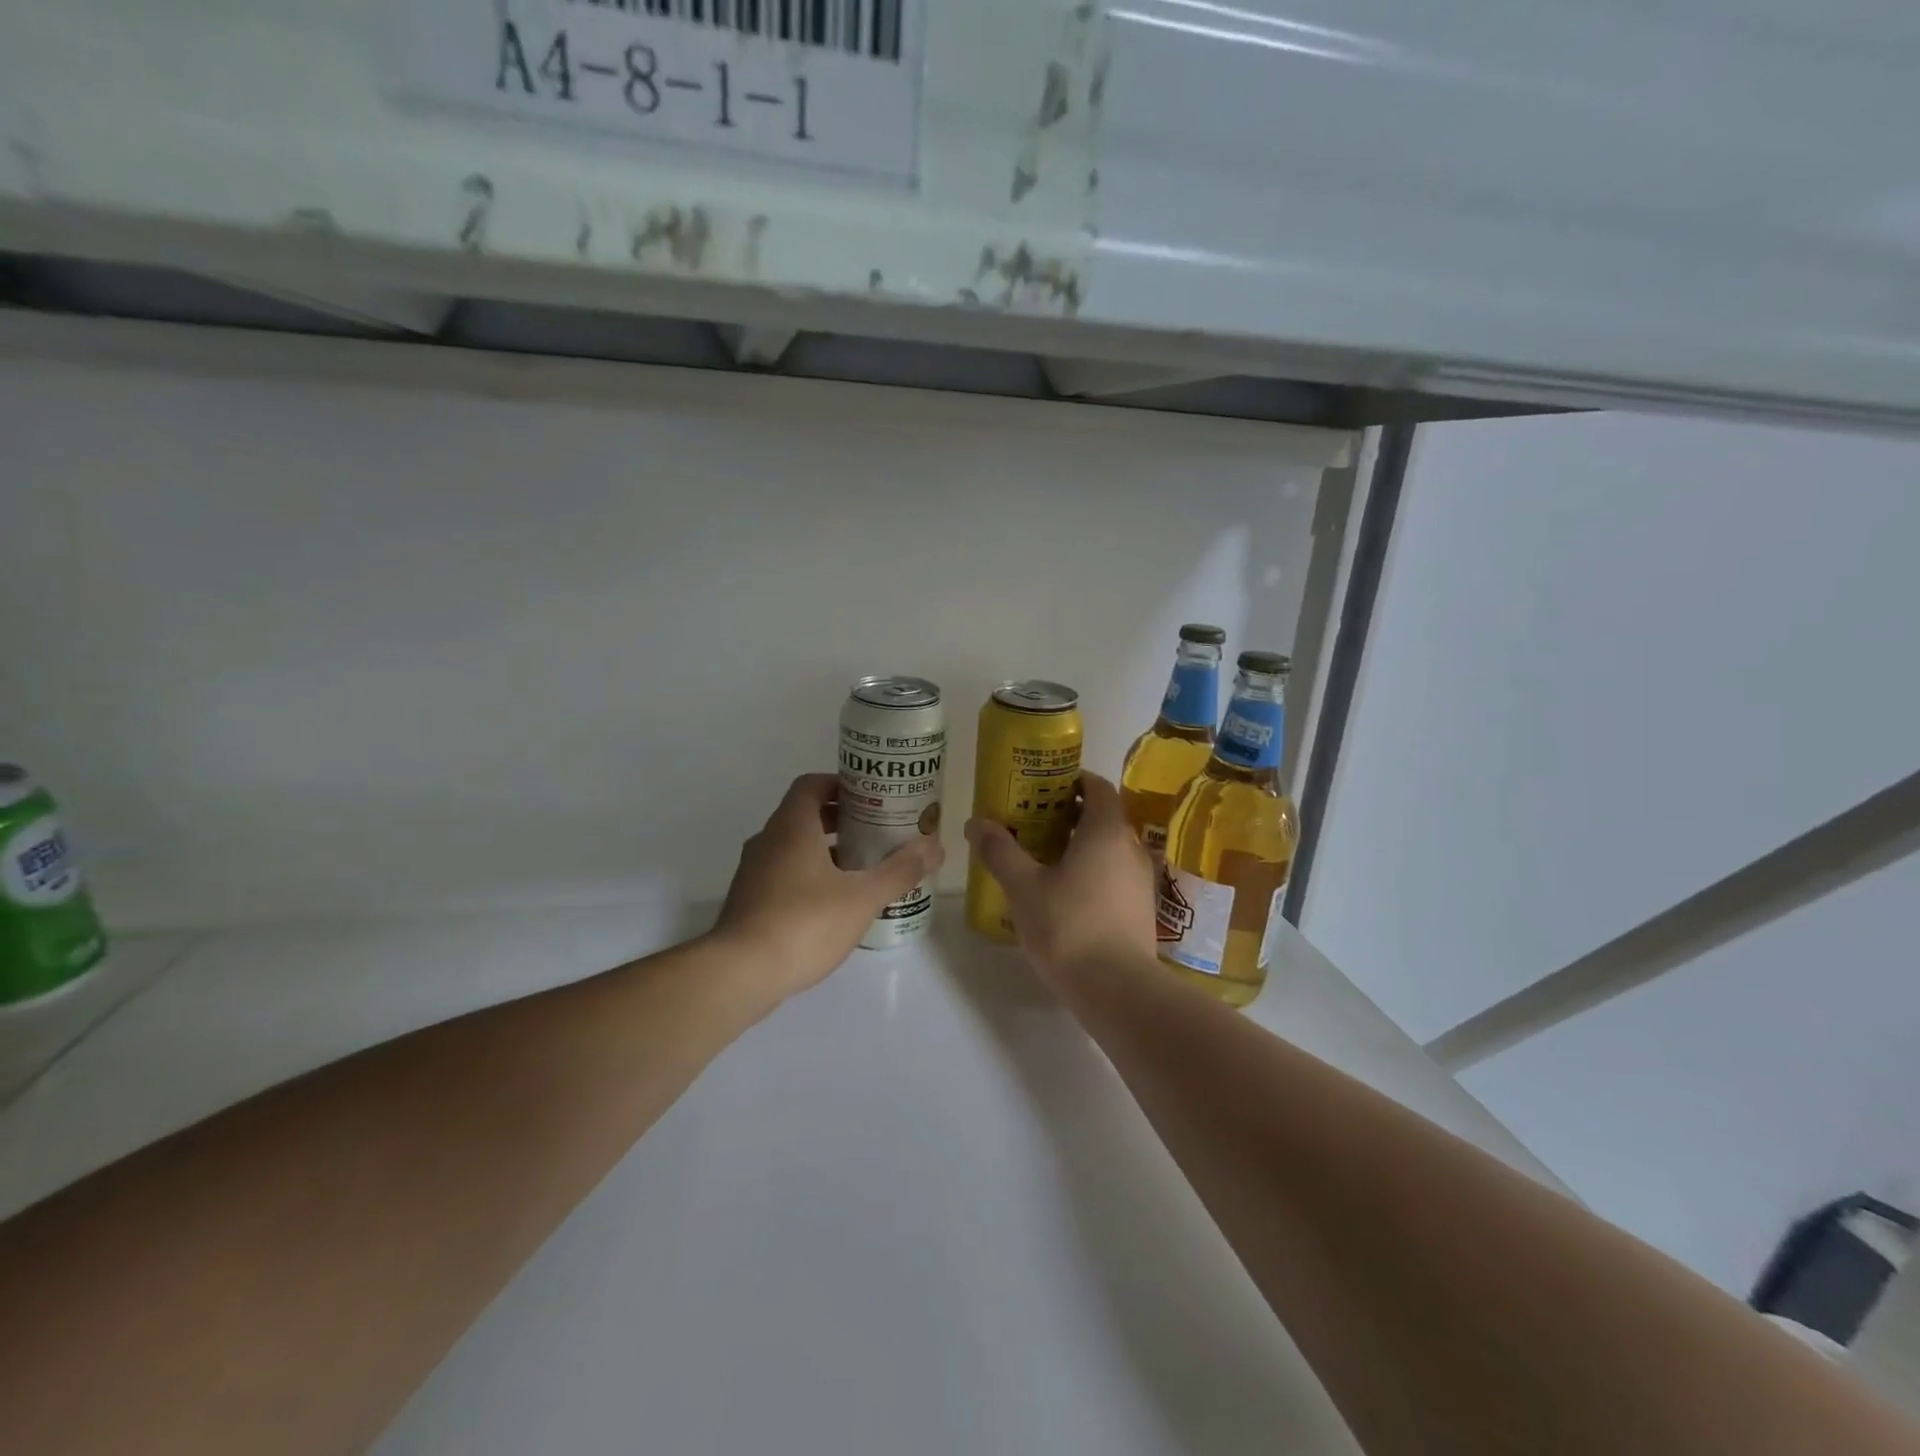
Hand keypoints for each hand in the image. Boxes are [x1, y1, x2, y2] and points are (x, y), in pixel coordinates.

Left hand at [710, 773, 944, 998]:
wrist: (739, 974)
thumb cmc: (804, 923)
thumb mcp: (862, 897)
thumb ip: (900, 870)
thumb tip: (936, 846)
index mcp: (792, 826)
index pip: (812, 785)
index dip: (842, 785)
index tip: (872, 797)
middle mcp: (768, 841)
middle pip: (805, 815)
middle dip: (842, 820)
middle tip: (878, 832)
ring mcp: (754, 872)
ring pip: (794, 847)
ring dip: (827, 850)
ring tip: (863, 868)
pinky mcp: (749, 902)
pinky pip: (784, 874)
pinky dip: (810, 876)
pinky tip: (836, 903)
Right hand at [964, 771, 1157, 981]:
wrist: (1118, 989)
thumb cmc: (1068, 926)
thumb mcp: (1023, 886)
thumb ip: (1000, 850)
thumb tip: (976, 822)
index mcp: (1106, 830)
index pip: (1097, 786)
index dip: (1072, 780)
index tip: (1042, 786)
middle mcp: (1131, 847)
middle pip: (1102, 816)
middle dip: (1068, 814)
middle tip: (1032, 821)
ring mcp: (1141, 880)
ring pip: (1109, 848)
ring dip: (1080, 845)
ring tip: (1043, 858)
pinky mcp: (1141, 909)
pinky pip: (1114, 874)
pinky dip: (1091, 871)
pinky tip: (1064, 894)